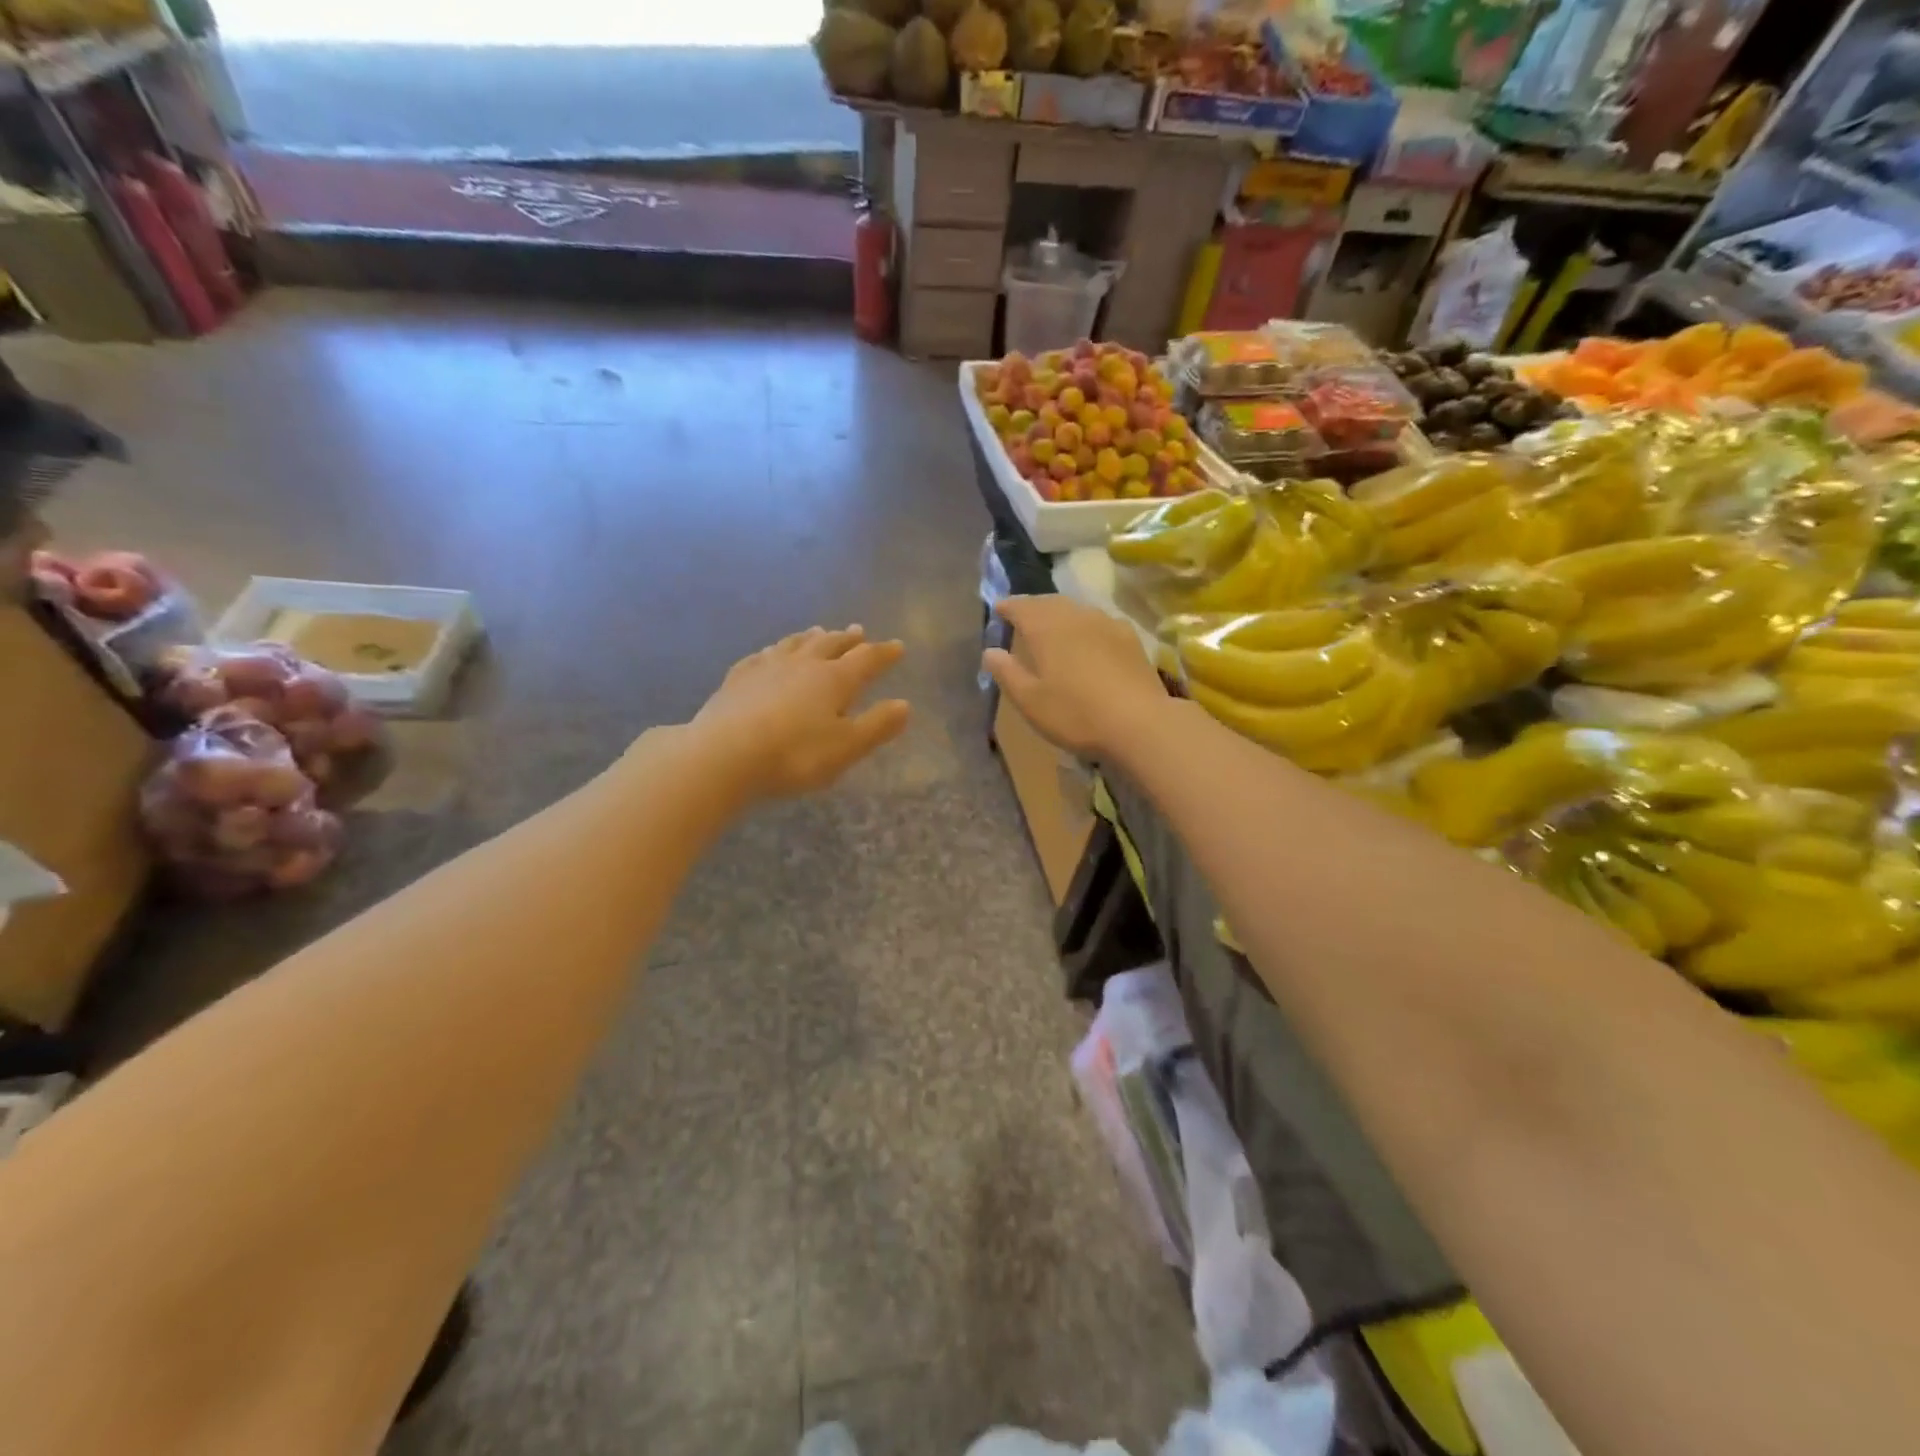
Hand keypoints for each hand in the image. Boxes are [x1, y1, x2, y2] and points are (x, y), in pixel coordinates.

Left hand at [694, 626, 910, 798]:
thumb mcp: (846, 747)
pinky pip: (761, 656)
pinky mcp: (737, 678)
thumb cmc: (795, 755)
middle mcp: (803, 664)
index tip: (898, 646)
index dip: (884, 653)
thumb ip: (877, 726)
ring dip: (811, 637)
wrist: (724, 755)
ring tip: (819, 632)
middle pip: (830, 644)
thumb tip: (904, 705)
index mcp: (834, 679)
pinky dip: (773, 651)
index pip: (867, 659)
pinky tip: (769, 653)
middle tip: (858, 630)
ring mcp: (767, 667)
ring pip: (794, 644)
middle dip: (847, 639)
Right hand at [982, 596, 1166, 758]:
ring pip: (1076, 609)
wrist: (1139, 723)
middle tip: (1023, 617)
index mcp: (1045, 627)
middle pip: (1049, 602)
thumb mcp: (1030, 700)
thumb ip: (1007, 673)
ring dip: (1060, 614)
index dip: (1007, 606)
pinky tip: (1089, 640)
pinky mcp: (1129, 637)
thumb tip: (990, 651)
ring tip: (1053, 628)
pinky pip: (1099, 622)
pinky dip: (1085, 625)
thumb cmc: (1075, 713)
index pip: (1021, 606)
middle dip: (1033, 607)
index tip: (998, 609)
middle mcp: (1075, 615)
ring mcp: (1106, 623)